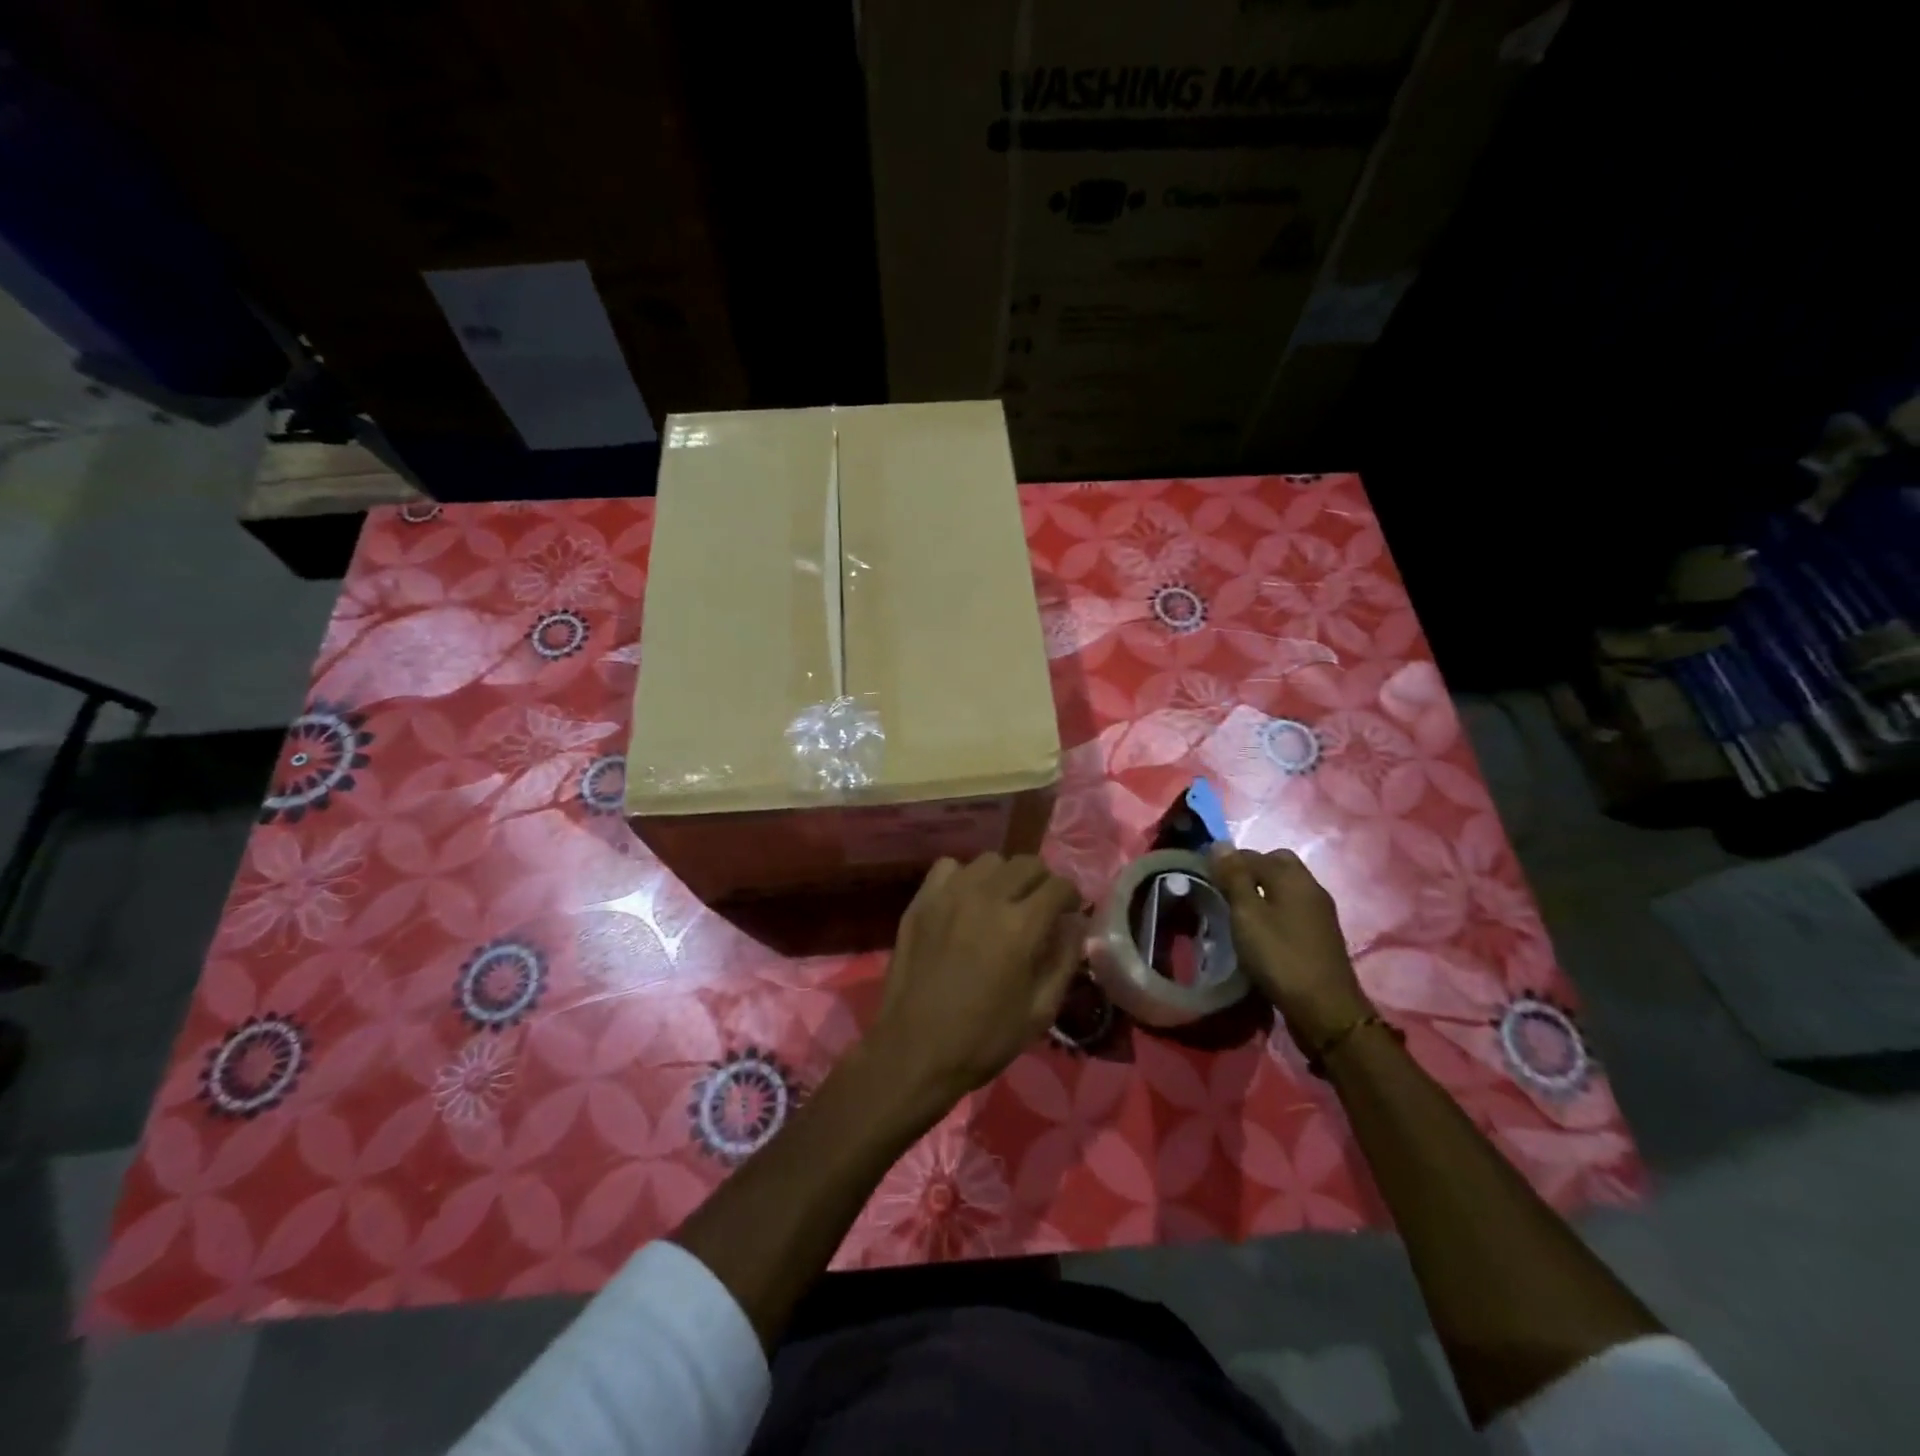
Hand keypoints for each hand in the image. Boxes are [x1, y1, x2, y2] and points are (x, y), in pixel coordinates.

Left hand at [865, 853, 1083, 1115]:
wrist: (914, 1051)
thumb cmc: (983, 1039)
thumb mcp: (1040, 1011)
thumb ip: (1065, 959)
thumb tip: (1076, 924)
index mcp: (1020, 926)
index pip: (1058, 886)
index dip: (1071, 897)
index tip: (1068, 913)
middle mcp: (986, 898)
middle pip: (1027, 864)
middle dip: (1042, 882)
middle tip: (1039, 908)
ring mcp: (949, 895)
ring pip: (990, 861)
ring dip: (1004, 877)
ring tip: (1001, 903)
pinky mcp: (921, 901)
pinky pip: (949, 867)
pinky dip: (964, 877)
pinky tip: (965, 902)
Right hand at [1209, 845, 1369, 1047]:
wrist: (1325, 1010)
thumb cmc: (1280, 957)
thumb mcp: (1247, 915)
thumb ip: (1234, 877)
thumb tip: (1220, 843)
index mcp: (1292, 877)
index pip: (1253, 854)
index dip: (1227, 861)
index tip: (1205, 877)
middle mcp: (1310, 887)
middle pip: (1276, 865)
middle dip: (1249, 871)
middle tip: (1224, 891)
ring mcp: (1320, 912)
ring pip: (1285, 888)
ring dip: (1262, 892)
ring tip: (1238, 912)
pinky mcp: (1321, 935)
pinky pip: (1292, 908)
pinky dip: (1274, 910)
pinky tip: (1260, 931)